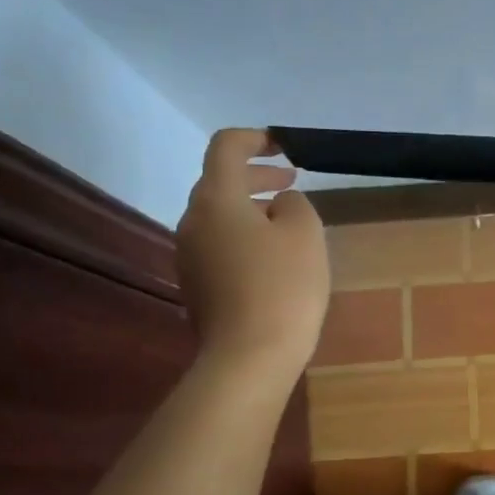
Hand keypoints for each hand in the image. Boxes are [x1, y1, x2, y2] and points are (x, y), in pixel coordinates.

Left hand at [177, 130, 329, 377]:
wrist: (250, 356)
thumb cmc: (283, 286)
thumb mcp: (305, 233)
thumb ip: (294, 204)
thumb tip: (278, 205)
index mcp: (216, 199)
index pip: (225, 147)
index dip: (254, 138)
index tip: (282, 146)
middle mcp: (192, 221)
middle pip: (219, 183)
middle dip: (256, 177)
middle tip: (291, 181)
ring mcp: (188, 256)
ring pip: (219, 217)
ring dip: (251, 210)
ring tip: (287, 224)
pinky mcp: (196, 285)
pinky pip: (219, 246)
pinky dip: (244, 239)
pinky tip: (273, 260)